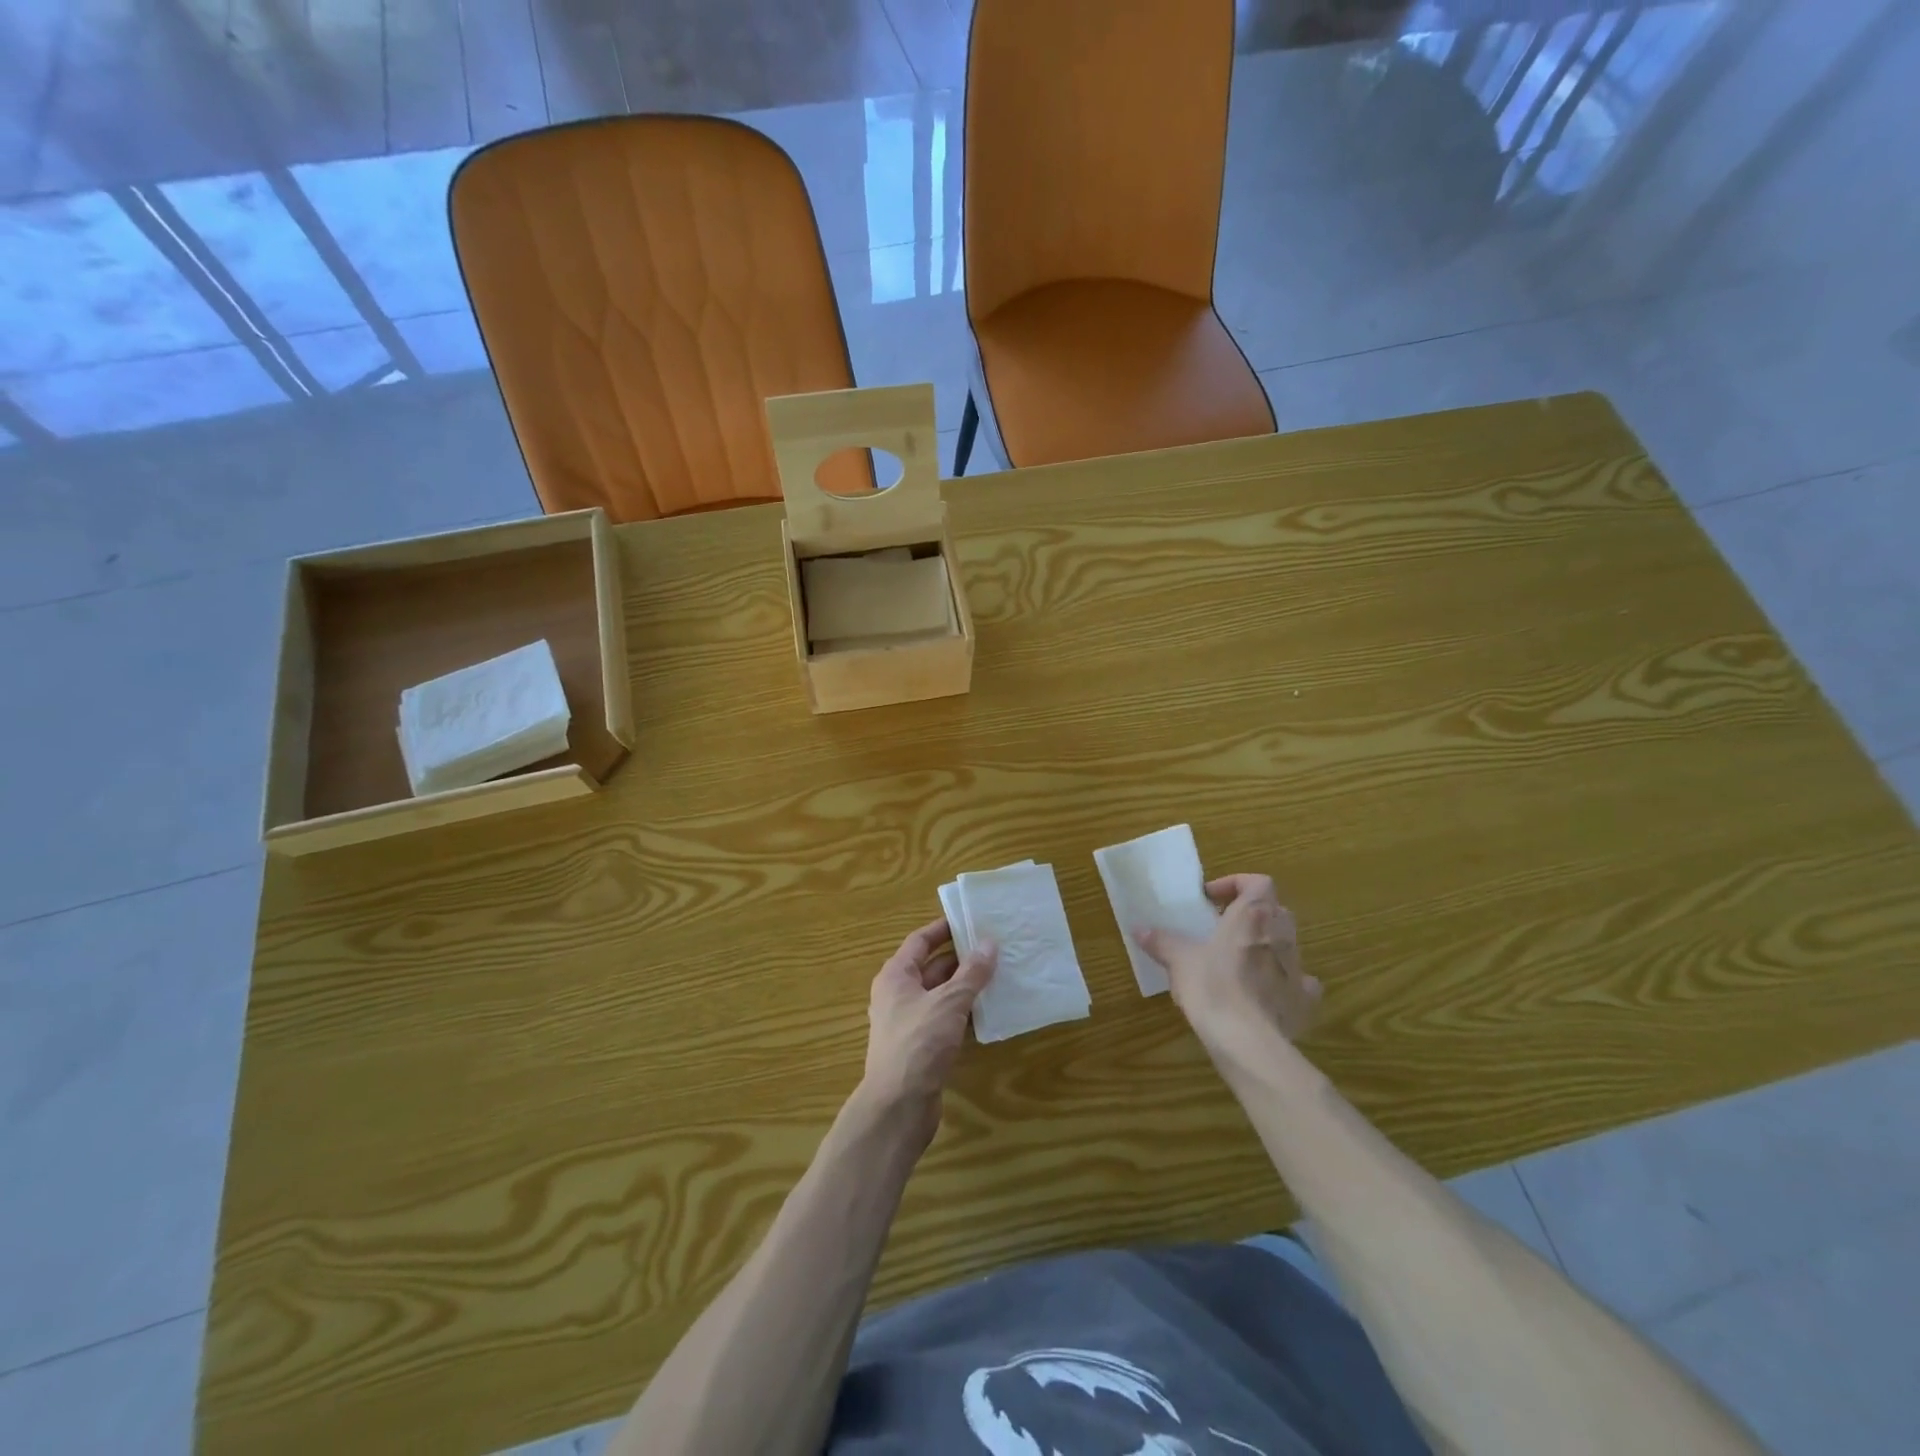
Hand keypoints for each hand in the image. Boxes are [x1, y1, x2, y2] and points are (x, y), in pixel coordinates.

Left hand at [860, 917, 996, 1140]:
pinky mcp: (921, 1047)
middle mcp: (898, 995)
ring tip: (999, 975)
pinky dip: (964, 1013)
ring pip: (940, 995)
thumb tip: (989, 944)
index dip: (944, 929)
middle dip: (962, 958)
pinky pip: (944, 1019)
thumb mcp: (949, 1002)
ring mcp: (909, 1022)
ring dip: (966, 987)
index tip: (971, 920)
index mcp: (896, 976)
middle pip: (931, 967)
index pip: (920, 941)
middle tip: (995, 948)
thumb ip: (971, 973)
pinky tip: (989, 1012)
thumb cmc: (918, 1043)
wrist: (898, 1106)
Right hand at [1137, 874, 1321, 1052]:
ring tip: (1238, 961)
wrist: (1246, 1040)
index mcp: (1253, 916)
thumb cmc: (1212, 986)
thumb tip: (1139, 929)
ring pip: (1287, 944)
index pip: (1258, 883)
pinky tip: (1265, 993)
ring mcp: (1297, 968)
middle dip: (1251, 915)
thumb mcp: (1178, 959)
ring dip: (1266, 945)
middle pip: (1275, 910)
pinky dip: (1285, 982)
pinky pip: (1300, 982)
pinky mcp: (1304, 1000)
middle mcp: (1281, 935)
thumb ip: (1161, 941)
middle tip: (1223, 928)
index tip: (1211, 900)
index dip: (1236, 884)